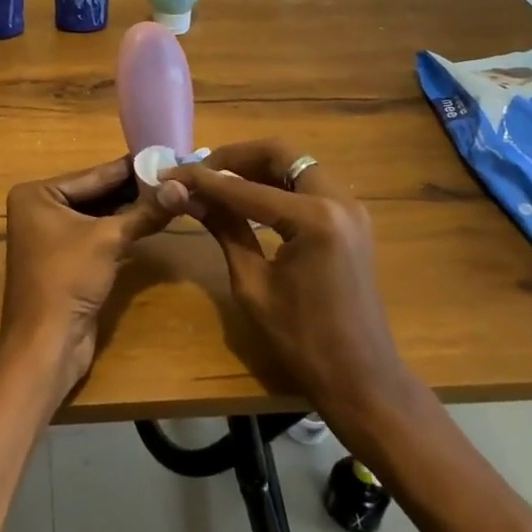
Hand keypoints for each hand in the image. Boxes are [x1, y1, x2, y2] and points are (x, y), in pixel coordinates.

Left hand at [1, 157, 172, 396]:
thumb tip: (181, 188)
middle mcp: (39, 208)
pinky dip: (121, 230)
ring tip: (169, 195)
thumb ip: (144, 212)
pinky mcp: (65, 259)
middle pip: (95, 194)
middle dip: (132, 189)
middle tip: (171, 175)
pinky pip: (97, 235)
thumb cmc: (68, 278)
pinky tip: (152, 221)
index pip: (93, 175)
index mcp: (37, 194)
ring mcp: (51, 235)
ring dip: (130, 210)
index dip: (129, 168)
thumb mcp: (109, 239)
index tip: (162, 154)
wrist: (47, 343)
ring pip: (98, 215)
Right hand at [155, 140, 406, 413]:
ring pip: (297, 163)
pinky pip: (310, 183)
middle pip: (280, 153)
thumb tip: (184, 194)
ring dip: (257, 166)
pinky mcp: (353, 219)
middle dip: (236, 157)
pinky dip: (278, 182)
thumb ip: (223, 229)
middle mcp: (338, 200)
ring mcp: (351, 207)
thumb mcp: (252, 283)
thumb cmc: (302, 340)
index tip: (170, 173)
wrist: (362, 378)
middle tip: (201, 171)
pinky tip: (250, 197)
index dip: (202, 179)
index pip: (244, 188)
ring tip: (219, 182)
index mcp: (313, 219)